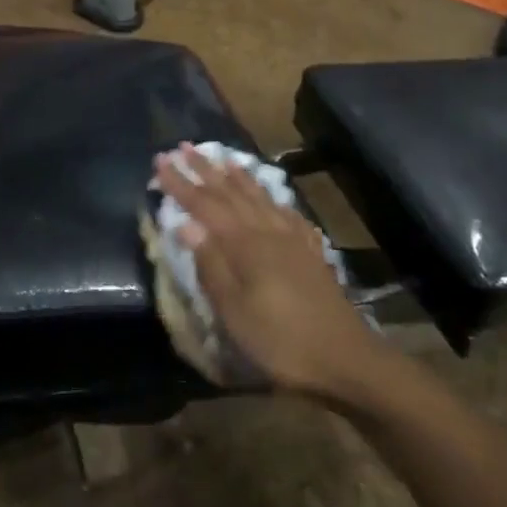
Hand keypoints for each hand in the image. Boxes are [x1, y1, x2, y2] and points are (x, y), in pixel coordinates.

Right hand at [157, 147, 374, 400]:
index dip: (180, 183)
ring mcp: (292, 240)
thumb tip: (184, 223)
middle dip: (204, 170)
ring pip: (259, 197)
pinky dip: (273, 198)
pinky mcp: (310, 253)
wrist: (346, 359)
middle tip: (183, 147)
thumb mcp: (235, 311)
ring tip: (223, 157)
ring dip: (237, 176)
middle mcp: (267, 231)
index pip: (204, 205)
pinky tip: (273, 197)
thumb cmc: (280, 340)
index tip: (160, 160)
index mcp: (244, 244)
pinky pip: (286, 213)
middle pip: (230, 193)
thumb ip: (210, 265)